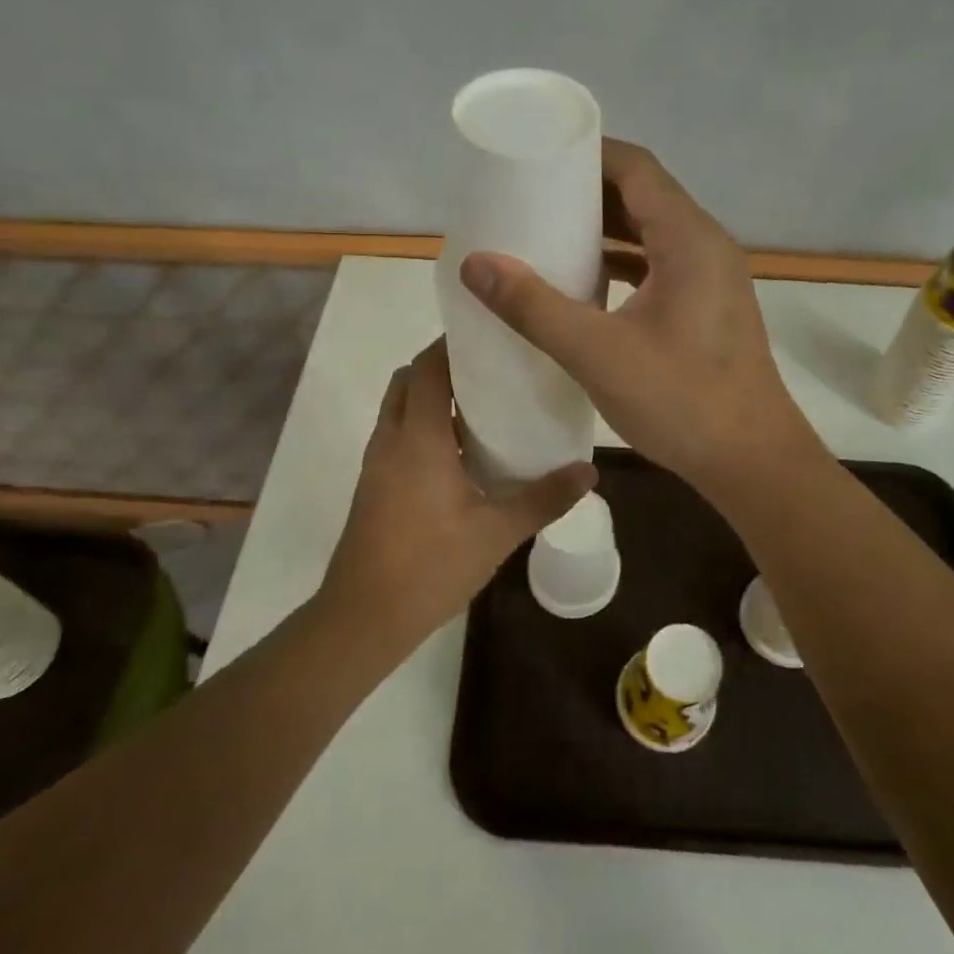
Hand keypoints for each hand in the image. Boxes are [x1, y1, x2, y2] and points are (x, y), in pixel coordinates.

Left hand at [318, 339, 595, 644]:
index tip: (490, 336)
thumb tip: (589, 471)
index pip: (429, 367)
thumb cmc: (430, 566)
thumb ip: (544, 498)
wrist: (364, 617)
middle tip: (490, 371)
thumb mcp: (497, 533)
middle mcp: (391, 439)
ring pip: (399, 408)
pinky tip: (460, 453)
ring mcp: (377, 463)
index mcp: (419, 438)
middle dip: (442, 366)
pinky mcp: (373, 486)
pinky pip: (397, 435)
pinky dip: (422, 425)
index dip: (453, 344)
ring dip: (431, 397)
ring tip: (481, 407)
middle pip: (409, 380)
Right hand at [458, 140, 820, 493]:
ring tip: (549, 233)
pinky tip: (587, 283)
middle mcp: (706, 246)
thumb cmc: (681, 401)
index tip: (537, 157)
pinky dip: (623, 263)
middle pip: (644, 196)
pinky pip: (660, 266)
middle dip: (588, 191)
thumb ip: (533, 306)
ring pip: (652, 233)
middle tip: (530, 196)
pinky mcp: (708, 309)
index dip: (587, 154)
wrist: (752, 462)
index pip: (636, 168)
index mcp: (689, 239)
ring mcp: (712, 279)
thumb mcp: (597, 353)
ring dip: (606, 230)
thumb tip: (475, 263)